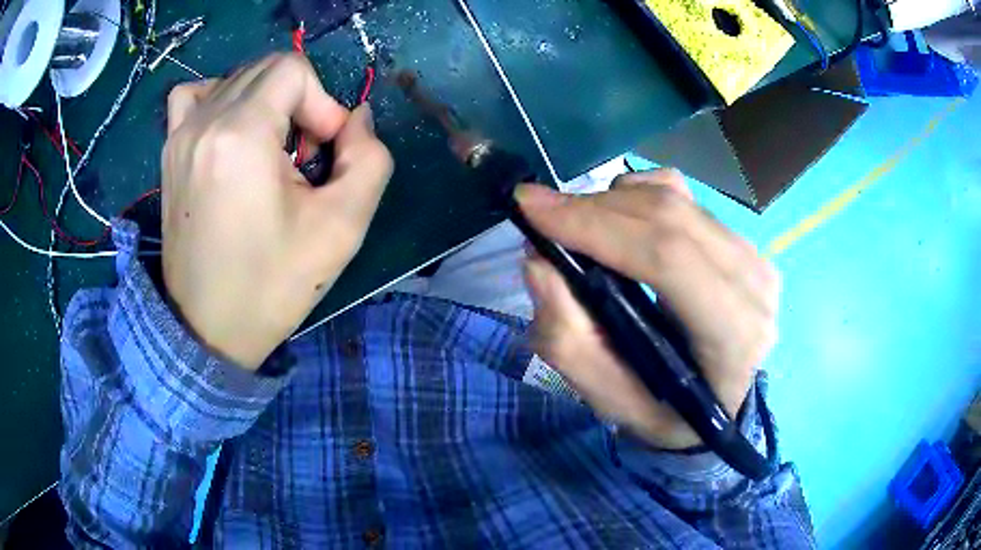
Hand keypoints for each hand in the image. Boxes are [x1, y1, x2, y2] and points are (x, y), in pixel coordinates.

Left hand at [162, 53, 392, 369]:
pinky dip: (219, 98)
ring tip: (269, 147)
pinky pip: (194, 96)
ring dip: (266, 101)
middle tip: (300, 157)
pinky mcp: (170, 152)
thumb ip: (370, 158)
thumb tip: (356, 118)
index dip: (321, 104)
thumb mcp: (342, 227)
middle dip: (298, 102)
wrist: (209, 329)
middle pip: (267, 68)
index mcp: (240, 135)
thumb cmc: (272, 285)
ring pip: (236, 78)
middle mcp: (203, 122)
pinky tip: (231, 131)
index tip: (320, 156)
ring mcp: (179, 135)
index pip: (293, 70)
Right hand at [518, 170, 779, 449]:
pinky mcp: (740, 239)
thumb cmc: (669, 413)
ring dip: (609, 203)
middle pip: (667, 216)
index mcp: (733, 335)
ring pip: (672, 198)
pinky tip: (618, 224)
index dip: (596, 224)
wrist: (722, 403)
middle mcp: (752, 284)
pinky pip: (681, 194)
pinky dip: (635, 198)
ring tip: (575, 229)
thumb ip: (569, 342)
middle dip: (591, 207)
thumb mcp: (611, 402)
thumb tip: (538, 262)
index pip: (666, 257)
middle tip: (538, 214)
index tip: (531, 209)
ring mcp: (752, 255)